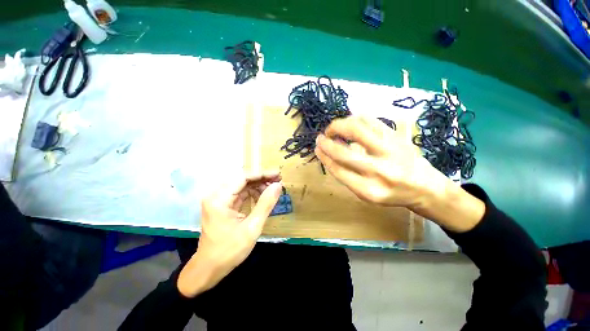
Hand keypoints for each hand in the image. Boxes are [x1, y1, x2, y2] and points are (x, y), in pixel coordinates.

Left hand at [177, 172, 282, 297]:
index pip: (243, 178)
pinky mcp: (222, 206)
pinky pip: (239, 194)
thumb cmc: (230, 250)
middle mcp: (216, 196)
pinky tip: (262, 197)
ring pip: (241, 186)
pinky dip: (252, 194)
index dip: (262, 174)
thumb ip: (266, 204)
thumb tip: (278, 185)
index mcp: (219, 199)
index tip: (278, 174)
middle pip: (242, 180)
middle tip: (278, 181)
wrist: (209, 269)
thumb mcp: (252, 227)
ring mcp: (218, 200)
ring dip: (257, 186)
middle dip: (261, 180)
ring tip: (272, 190)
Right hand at [315, 116, 447, 208]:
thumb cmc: (391, 193)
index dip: (324, 157)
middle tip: (320, 138)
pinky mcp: (397, 136)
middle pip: (344, 152)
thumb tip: (328, 154)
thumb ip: (346, 176)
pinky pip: (370, 120)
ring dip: (338, 126)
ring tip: (333, 130)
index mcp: (369, 190)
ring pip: (356, 130)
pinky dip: (354, 119)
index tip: (317, 149)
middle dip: (327, 143)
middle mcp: (380, 171)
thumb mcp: (366, 193)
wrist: (426, 187)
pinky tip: (348, 123)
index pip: (338, 170)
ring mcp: (390, 150)